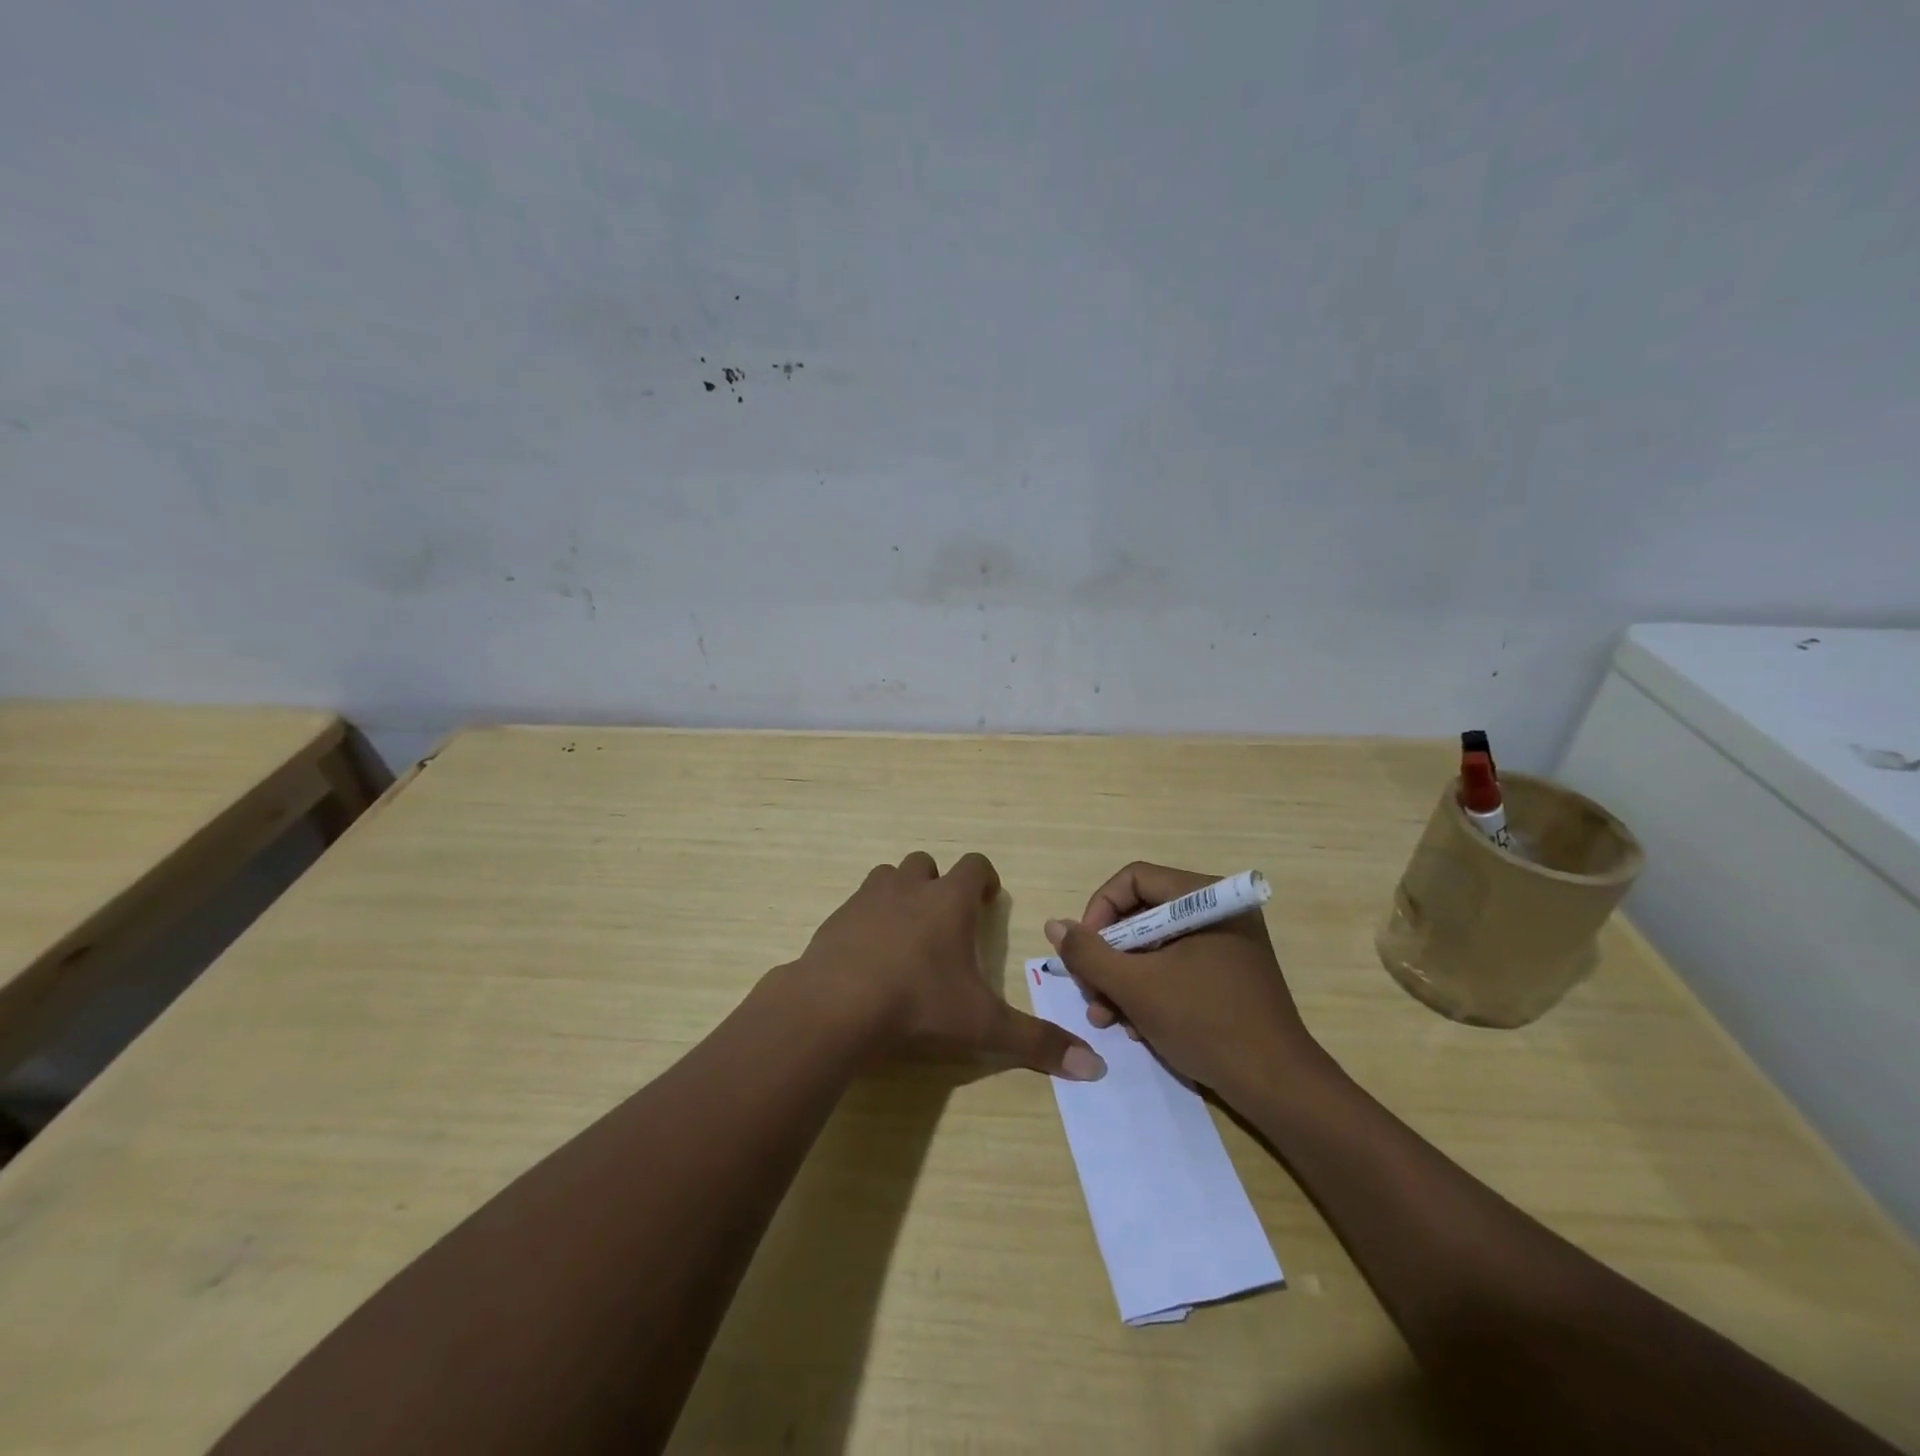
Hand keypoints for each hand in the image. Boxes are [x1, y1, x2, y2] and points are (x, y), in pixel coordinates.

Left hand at [797, 851, 1106, 1080]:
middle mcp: (909, 888)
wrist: (835, 1007)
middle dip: (938, 885)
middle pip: (926, 864)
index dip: (985, 879)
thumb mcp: (982, 1025)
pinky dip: (866, 920)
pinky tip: (868, 957)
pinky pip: (856, 906)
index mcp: (949, 901)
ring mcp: (867, 899)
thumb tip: (1095, 1068)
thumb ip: (1036, 1042)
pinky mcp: (835, 919)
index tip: (988, 901)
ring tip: (906, 934)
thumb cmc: (918, 1005)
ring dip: (900, 894)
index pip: (975, 865)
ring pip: (888, 877)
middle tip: (946, 922)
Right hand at [1044, 861, 1323, 1100]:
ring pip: (1154, 945)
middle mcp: (1217, 911)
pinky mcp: (1228, 974)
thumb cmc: (1206, 1023)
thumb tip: (1054, 925)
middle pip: (1141, 914)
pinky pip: (1176, 966)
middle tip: (1088, 991)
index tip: (1083, 951)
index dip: (1098, 911)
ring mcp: (1226, 944)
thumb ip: (1089, 953)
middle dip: (1108, 956)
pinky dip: (1150, 990)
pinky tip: (1136, 1026)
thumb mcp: (1136, 987)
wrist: (1278, 1088)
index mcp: (1205, 898)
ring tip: (1105, 1017)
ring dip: (1123, 979)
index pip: (1132, 880)